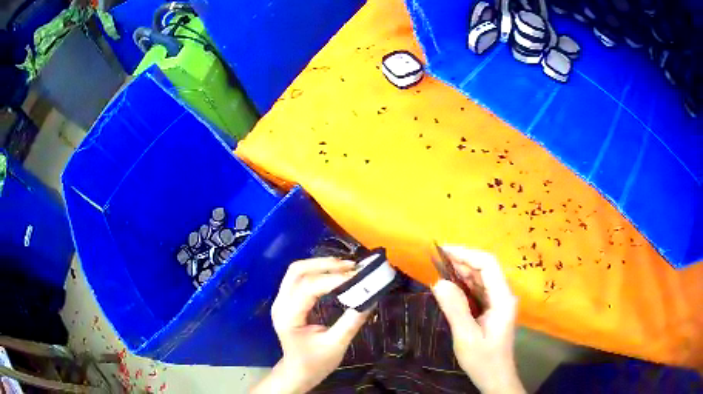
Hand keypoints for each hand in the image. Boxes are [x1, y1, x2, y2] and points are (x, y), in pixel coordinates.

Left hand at [251, 258, 369, 393]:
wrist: (297, 372)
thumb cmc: (315, 363)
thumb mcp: (336, 345)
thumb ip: (352, 321)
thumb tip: (371, 298)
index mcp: (289, 316)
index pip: (308, 287)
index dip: (333, 279)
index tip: (358, 277)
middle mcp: (280, 303)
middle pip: (297, 271)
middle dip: (325, 265)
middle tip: (352, 267)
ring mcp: (281, 300)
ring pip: (296, 271)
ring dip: (320, 265)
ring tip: (346, 267)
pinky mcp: (287, 300)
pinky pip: (299, 277)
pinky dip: (317, 271)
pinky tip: (334, 274)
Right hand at [431, 246, 524, 393]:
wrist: (495, 378)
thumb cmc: (483, 360)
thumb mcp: (466, 337)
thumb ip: (455, 309)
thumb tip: (438, 282)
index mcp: (502, 298)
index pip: (488, 264)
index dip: (466, 254)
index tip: (443, 251)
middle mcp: (503, 295)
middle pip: (485, 268)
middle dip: (462, 260)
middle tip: (436, 259)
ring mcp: (499, 302)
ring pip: (481, 278)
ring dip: (462, 271)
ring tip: (439, 268)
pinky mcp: (493, 309)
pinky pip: (479, 290)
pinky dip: (464, 284)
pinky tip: (450, 286)